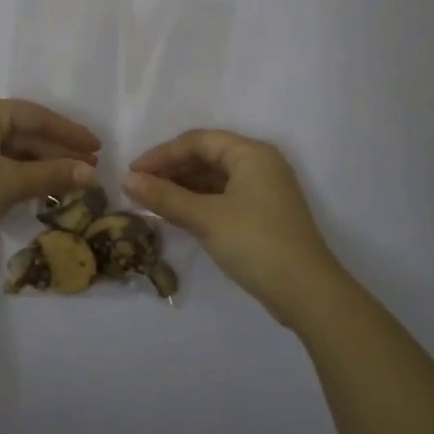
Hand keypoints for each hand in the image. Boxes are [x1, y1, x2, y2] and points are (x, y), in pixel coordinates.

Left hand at [0, 95, 99, 265]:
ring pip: (5, 146)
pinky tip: (35, 187)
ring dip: (36, 164)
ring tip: (68, 182)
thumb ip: (52, 175)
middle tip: (88, 169)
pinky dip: (14, 171)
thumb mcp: (9, 185)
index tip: (97, 147)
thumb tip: (90, 173)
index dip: (69, 133)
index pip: (35, 116)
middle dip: (54, 151)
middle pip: (20, 130)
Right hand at [124, 129, 347, 327]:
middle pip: (207, 156)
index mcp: (251, 153)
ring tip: (153, 201)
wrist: (306, 292)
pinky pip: (224, 196)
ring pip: (215, 178)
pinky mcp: (264, 214)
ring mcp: (265, 190)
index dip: (162, 154)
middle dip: (171, 170)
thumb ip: (165, 197)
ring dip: (183, 187)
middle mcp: (260, 164)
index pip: (198, 141)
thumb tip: (127, 180)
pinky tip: (178, 215)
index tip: (133, 172)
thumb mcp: (205, 218)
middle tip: (140, 187)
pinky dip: (199, 202)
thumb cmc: (255, 243)